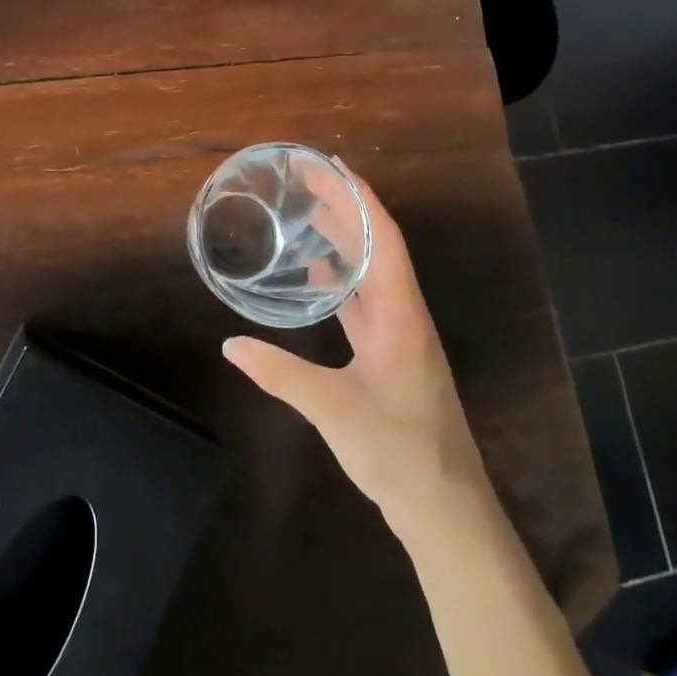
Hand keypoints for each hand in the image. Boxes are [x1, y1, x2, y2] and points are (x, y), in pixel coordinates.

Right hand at [223, 166, 487, 533]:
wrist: (446, 510)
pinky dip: (344, 280)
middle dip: (347, 209)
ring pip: (372, 273)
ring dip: (346, 241)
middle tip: (309, 181)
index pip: (383, 238)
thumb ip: (279, 373)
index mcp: (400, 315)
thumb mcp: (333, 409)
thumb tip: (229, 345)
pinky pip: (366, 302)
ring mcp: (400, 337)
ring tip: (310, 215)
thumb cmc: (398, 451)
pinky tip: (321, 277)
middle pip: (378, 247)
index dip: (360, 197)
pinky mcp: (391, 357)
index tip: (333, 165)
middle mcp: (404, 315)